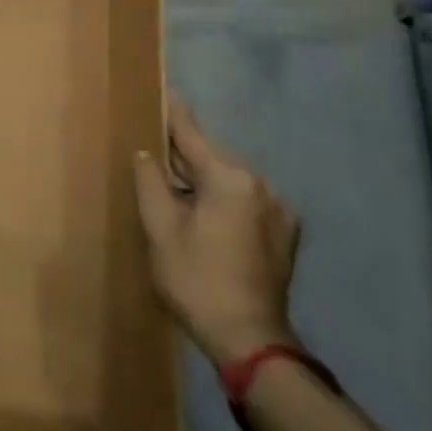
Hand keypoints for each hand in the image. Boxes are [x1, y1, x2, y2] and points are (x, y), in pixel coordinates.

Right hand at [132, 95, 300, 367]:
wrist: (251, 340)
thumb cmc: (197, 280)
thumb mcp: (161, 229)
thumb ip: (150, 182)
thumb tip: (147, 153)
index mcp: (230, 178)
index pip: (192, 136)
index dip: (172, 114)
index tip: (162, 89)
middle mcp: (261, 185)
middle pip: (212, 159)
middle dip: (183, 157)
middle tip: (154, 155)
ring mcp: (278, 211)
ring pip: (230, 182)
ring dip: (203, 183)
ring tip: (176, 193)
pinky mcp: (284, 236)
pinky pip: (246, 203)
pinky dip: (223, 202)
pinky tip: (205, 220)